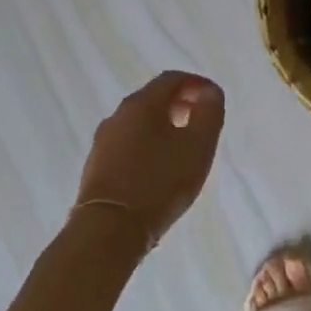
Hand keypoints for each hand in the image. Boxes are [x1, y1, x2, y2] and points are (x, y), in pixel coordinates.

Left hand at [75, 72, 224, 246]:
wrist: (108, 231)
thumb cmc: (160, 182)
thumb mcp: (198, 145)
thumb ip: (210, 112)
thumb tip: (209, 92)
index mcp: (142, 104)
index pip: (172, 78)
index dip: (197, 83)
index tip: (214, 99)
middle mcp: (118, 115)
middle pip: (153, 98)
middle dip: (181, 104)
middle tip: (201, 122)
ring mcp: (103, 141)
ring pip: (139, 122)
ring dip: (163, 126)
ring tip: (183, 148)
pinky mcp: (96, 166)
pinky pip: (128, 144)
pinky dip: (148, 145)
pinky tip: (159, 168)